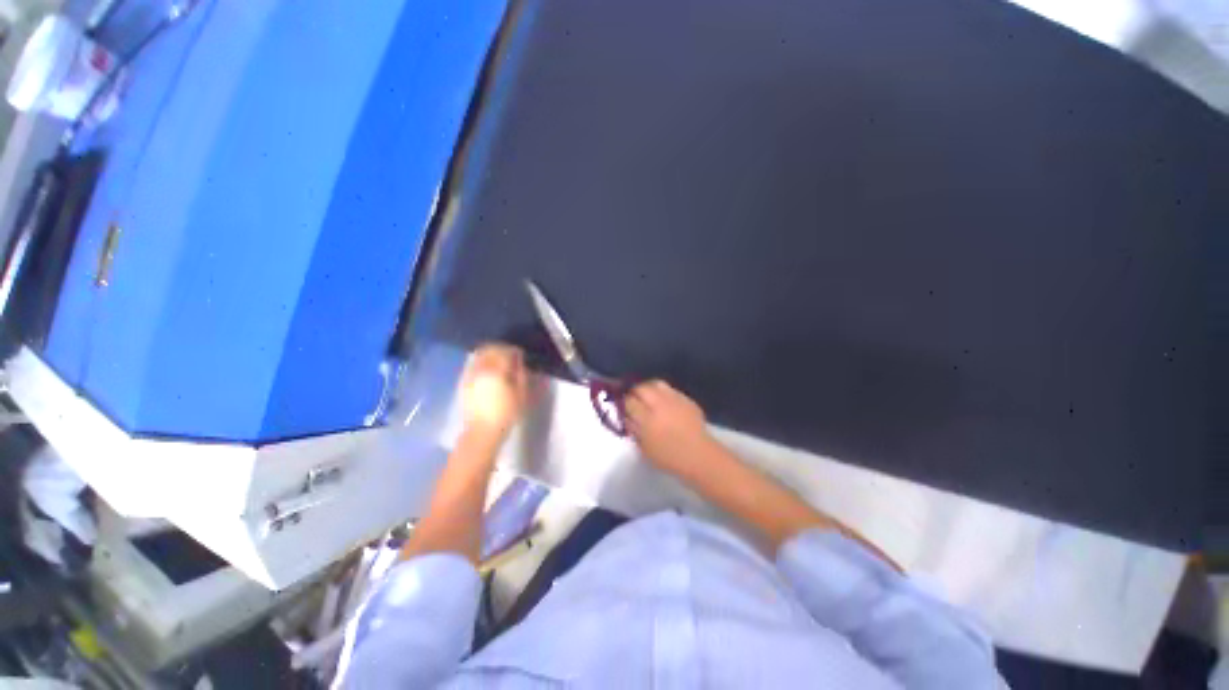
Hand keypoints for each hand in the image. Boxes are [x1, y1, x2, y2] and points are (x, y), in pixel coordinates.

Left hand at [461, 343, 530, 439]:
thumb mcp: (521, 394)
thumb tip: (519, 363)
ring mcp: (471, 374)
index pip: (505, 351)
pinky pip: (473, 364)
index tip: (520, 354)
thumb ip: (521, 375)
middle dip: (501, 349)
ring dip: (490, 353)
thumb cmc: (506, 413)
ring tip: (498, 361)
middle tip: (510, 355)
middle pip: (490, 349)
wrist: (482, 431)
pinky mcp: (464, 382)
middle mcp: (481, 368)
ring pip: (480, 355)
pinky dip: (481, 362)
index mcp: (497, 371)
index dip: (514, 350)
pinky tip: (488, 370)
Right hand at [625, 380, 713, 477]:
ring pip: (656, 384)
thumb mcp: (644, 448)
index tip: (622, 406)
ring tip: (647, 396)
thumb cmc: (669, 457)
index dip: (623, 402)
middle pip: (641, 388)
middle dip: (634, 391)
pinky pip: (670, 389)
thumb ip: (633, 430)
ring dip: (648, 388)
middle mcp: (659, 404)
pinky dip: (663, 392)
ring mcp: (674, 399)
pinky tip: (663, 401)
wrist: (699, 456)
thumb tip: (627, 416)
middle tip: (632, 399)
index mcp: (647, 418)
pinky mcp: (686, 399)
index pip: (629, 401)